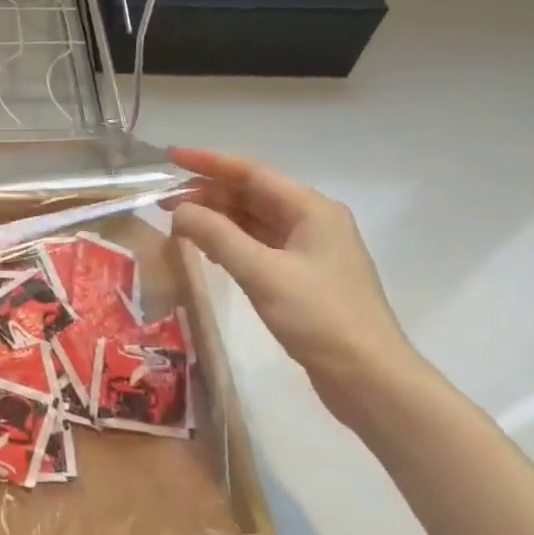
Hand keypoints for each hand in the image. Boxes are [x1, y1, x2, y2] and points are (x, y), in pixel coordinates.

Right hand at [168, 148, 427, 431]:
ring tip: (178, 223)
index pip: (252, 173)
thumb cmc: (319, 317)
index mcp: (311, 210)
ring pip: (255, 222)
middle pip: (253, 195)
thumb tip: (179, 211)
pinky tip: (209, 252)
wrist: (369, 377)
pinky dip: (231, 244)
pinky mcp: (304, 279)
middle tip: (164, 200)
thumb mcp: (262, 272)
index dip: (209, 162)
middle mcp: (313, 222)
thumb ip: (217, 236)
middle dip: (209, 193)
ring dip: (218, 219)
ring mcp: (310, 252)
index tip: (170, 156)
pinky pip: (260, 247)